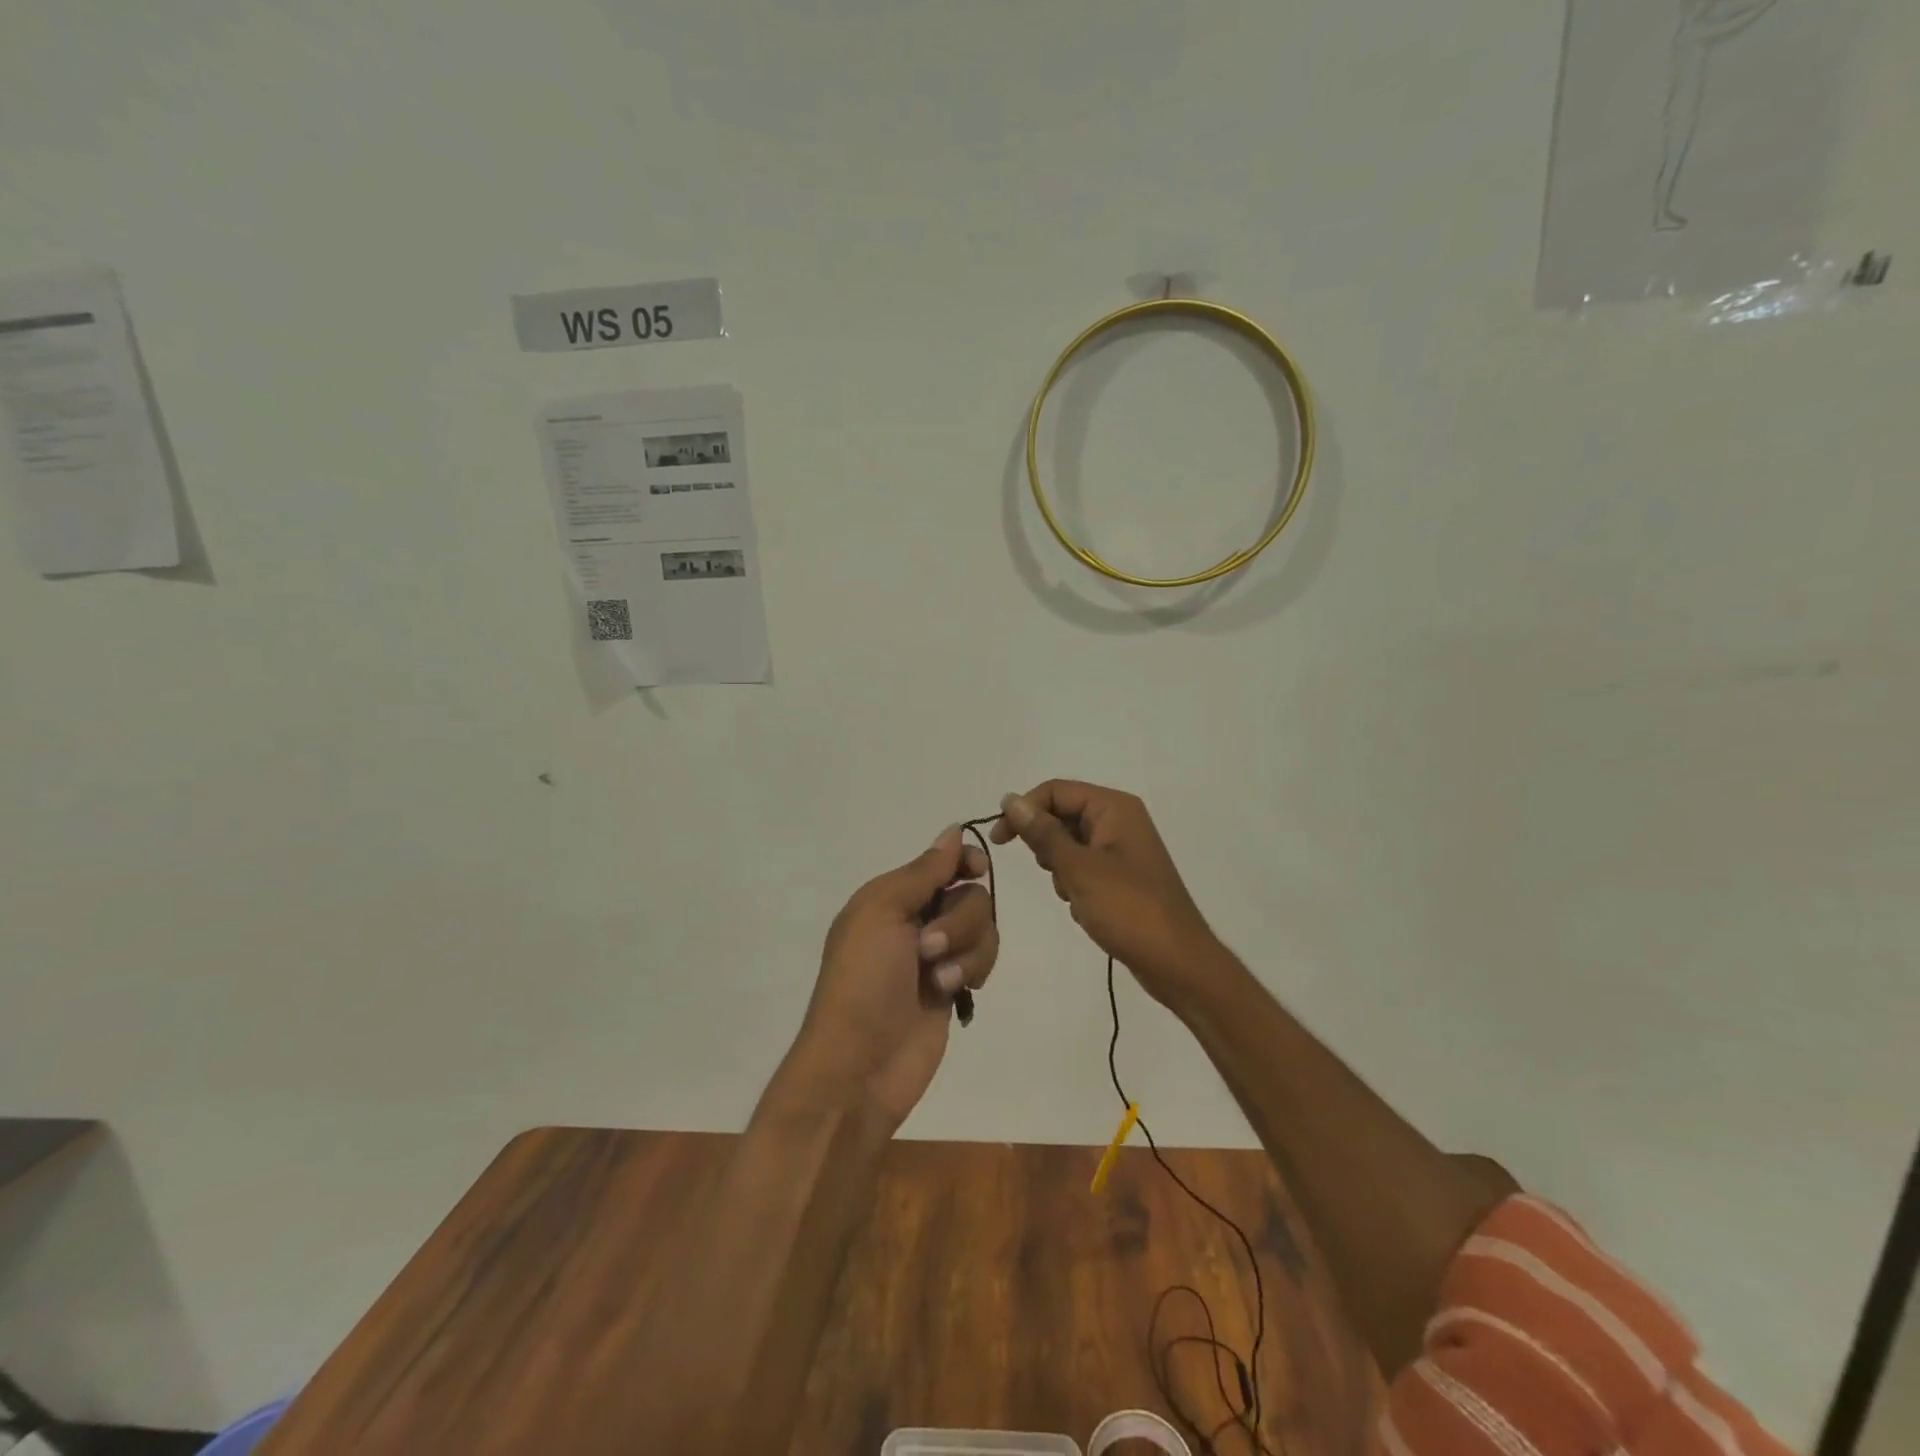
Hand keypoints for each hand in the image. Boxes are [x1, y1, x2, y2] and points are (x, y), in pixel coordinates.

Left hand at [789, 827, 998, 1129]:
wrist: (860, 1065)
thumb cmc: (863, 980)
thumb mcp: (881, 912)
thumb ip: (923, 872)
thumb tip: (952, 831)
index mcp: (890, 896)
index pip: (941, 862)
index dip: (963, 861)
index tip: (976, 870)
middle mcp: (915, 920)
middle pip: (970, 895)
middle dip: (959, 920)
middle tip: (927, 948)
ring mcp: (936, 956)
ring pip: (983, 928)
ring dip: (967, 951)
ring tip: (939, 981)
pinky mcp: (952, 987)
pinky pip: (982, 960)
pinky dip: (972, 971)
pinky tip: (955, 993)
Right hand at [992, 780, 1219, 1003]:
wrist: (1177, 962)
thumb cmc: (1128, 909)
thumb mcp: (1078, 869)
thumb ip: (1042, 833)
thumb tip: (1010, 800)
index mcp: (1114, 808)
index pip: (1055, 791)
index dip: (1023, 811)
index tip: (999, 841)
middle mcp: (1119, 820)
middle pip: (1062, 815)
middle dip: (1047, 845)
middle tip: (1053, 874)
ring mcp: (1121, 849)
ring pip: (1069, 844)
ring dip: (1060, 869)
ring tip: (1075, 895)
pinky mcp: (1121, 875)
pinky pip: (1082, 867)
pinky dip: (1074, 884)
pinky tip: (1084, 908)